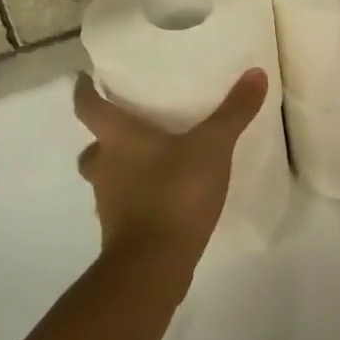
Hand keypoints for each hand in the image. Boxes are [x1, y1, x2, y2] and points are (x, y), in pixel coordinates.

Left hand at [73, 69, 267, 264]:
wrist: (153, 268)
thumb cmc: (174, 193)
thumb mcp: (212, 147)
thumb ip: (233, 112)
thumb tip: (256, 72)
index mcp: (116, 137)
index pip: (86, 106)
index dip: (84, 90)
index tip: (84, 78)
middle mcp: (104, 165)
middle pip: (93, 144)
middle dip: (106, 134)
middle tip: (129, 122)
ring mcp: (108, 202)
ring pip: (105, 175)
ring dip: (120, 166)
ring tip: (150, 159)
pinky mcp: (119, 231)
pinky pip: (121, 204)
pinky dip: (134, 196)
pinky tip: (160, 195)